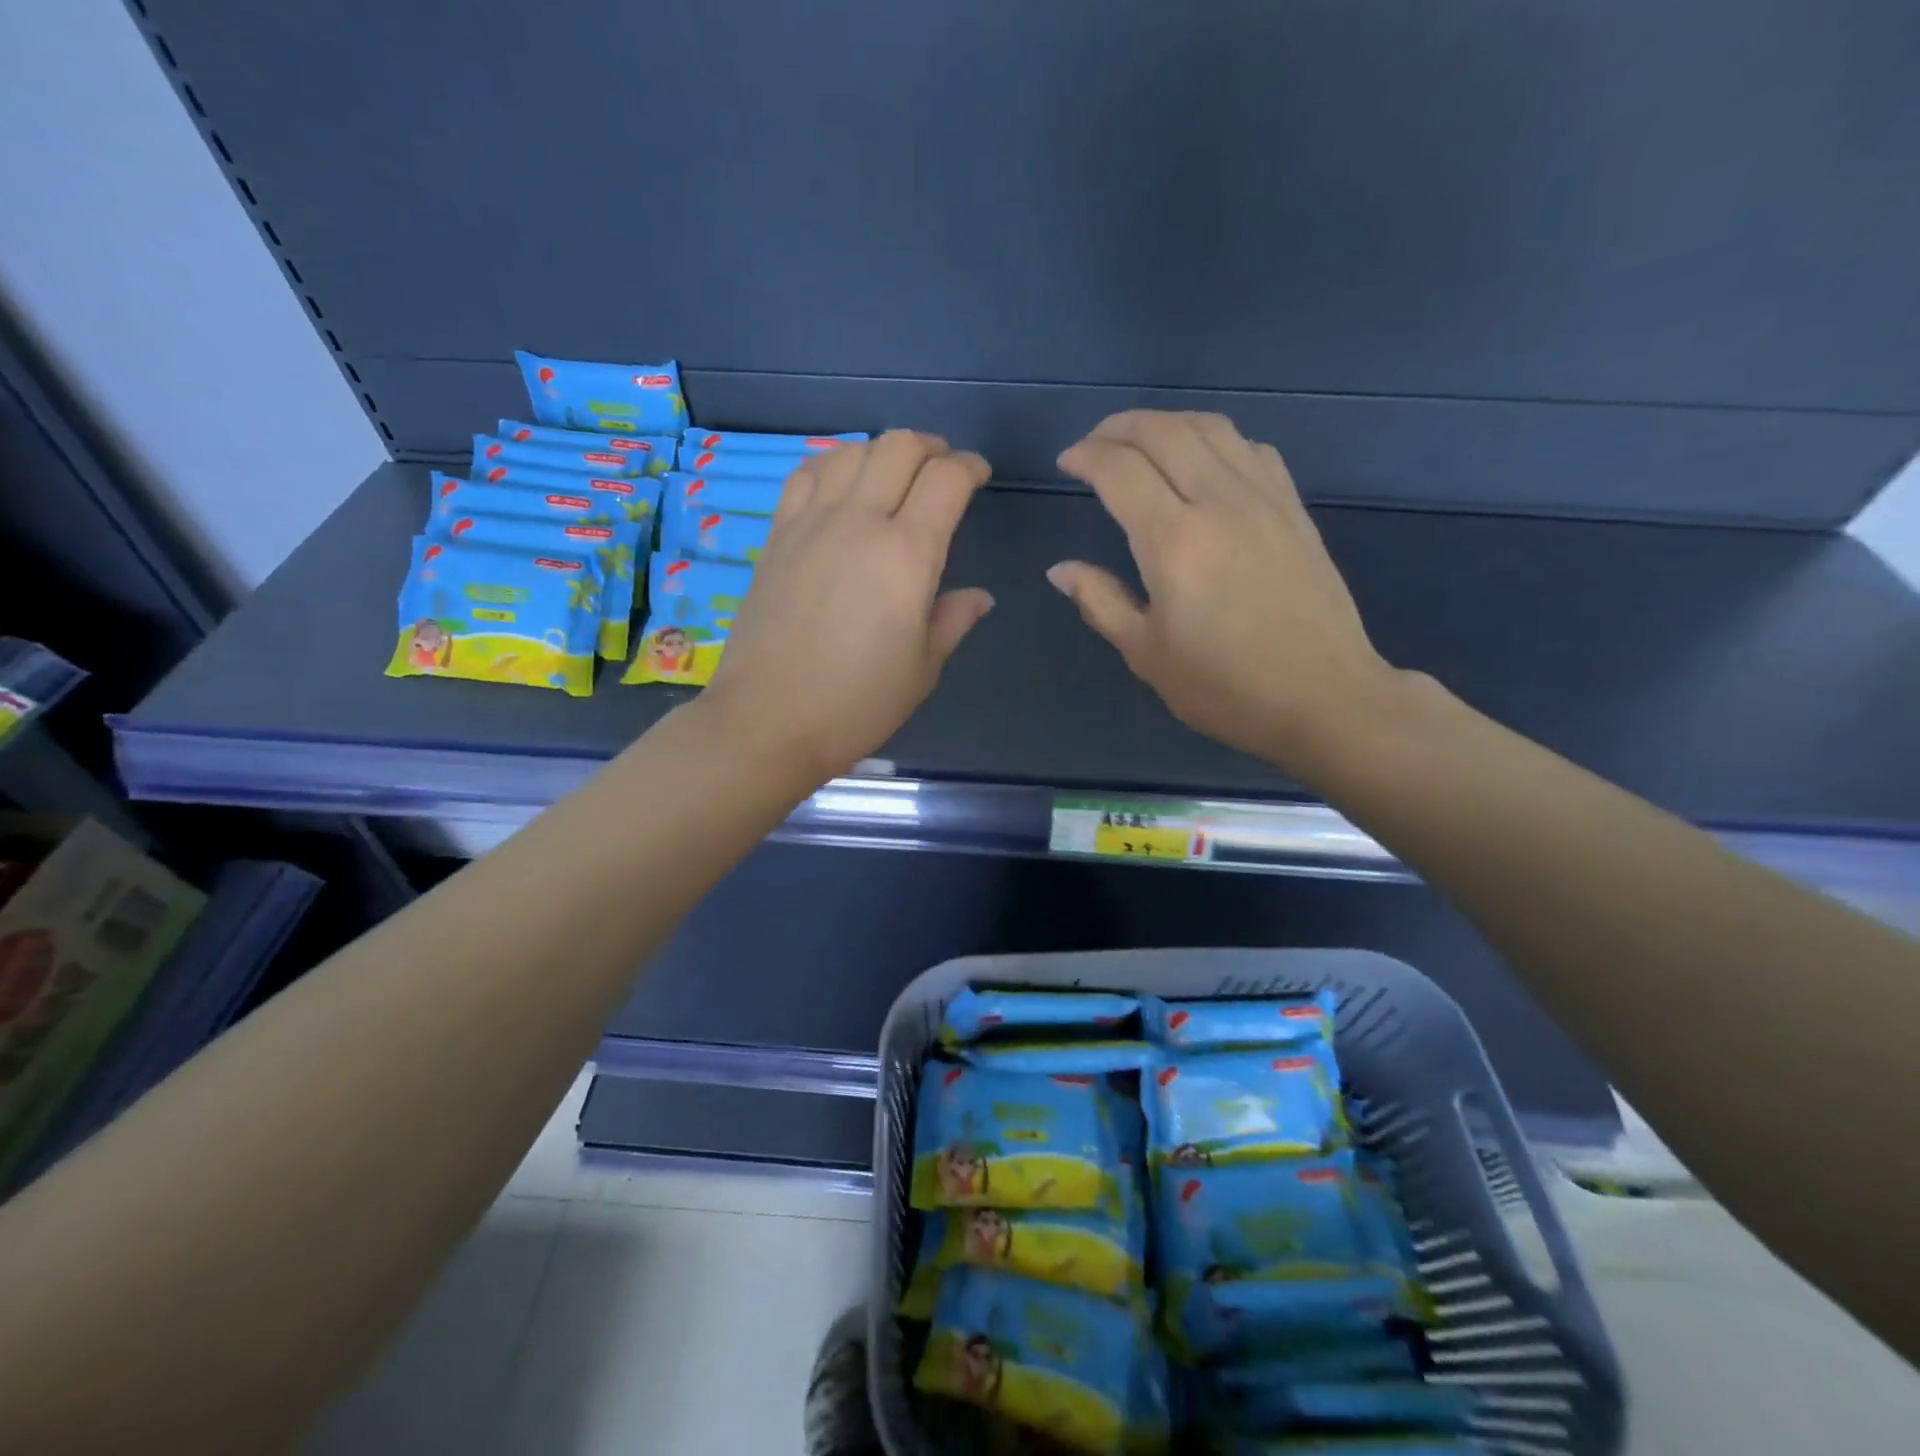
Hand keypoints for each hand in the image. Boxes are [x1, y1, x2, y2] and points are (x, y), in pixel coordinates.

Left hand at [701, 431, 993, 778]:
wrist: (768, 720)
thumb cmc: (857, 703)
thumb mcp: (922, 669)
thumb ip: (953, 620)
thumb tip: (978, 597)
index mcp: (907, 554)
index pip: (946, 480)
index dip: (970, 467)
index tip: (979, 476)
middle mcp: (859, 522)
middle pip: (899, 447)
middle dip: (931, 447)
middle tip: (943, 470)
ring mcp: (811, 523)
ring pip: (851, 452)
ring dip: (882, 452)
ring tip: (895, 475)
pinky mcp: (777, 536)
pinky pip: (806, 475)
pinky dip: (834, 464)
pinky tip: (841, 484)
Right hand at [1049, 411, 1406, 771]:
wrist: (1323, 697)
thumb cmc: (1224, 687)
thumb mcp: (1147, 654)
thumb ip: (1100, 602)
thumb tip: (1061, 570)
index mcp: (1173, 541)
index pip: (1119, 470)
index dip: (1086, 456)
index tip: (1066, 463)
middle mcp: (1218, 502)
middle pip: (1163, 432)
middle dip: (1119, 427)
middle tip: (1094, 444)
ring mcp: (1263, 499)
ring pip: (1210, 428)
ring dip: (1166, 423)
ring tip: (1141, 441)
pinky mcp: (1293, 508)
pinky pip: (1250, 448)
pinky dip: (1215, 439)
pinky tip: (1203, 461)